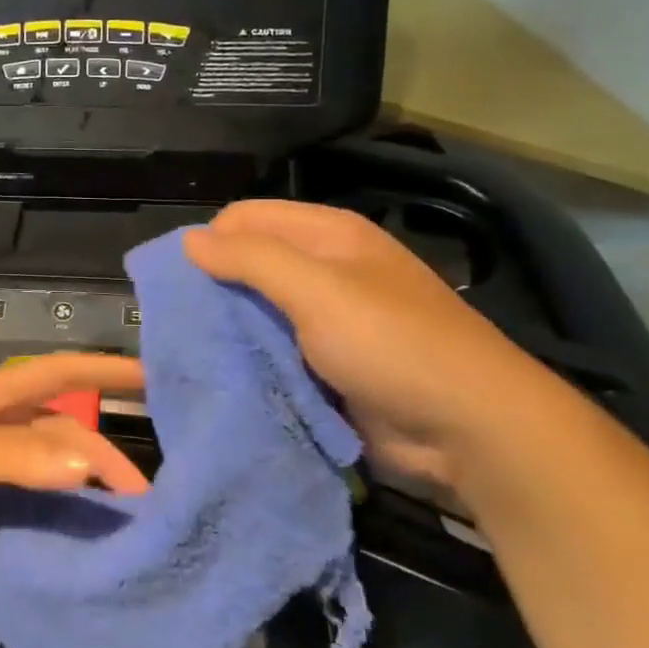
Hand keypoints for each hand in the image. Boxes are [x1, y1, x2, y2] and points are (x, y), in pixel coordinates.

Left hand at [0, 353, 149, 547]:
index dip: (108, 369)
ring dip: (72, 483)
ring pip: (36, 465)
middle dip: (99, 450)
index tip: (159, 378)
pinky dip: (37, 510)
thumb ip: (13, 458)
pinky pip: (10, 497)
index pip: (62, 371)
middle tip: (145, 492)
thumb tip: (90, 466)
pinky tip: (60, 536)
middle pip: (57, 427)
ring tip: (115, 520)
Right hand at [184, 200, 563, 496]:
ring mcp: (328, 321)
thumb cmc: (392, 343)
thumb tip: (189, 240)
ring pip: (258, 313)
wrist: (469, 429)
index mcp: (328, 235)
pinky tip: (225, 376)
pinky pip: (274, 352)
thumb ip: (251, 259)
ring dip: (230, 330)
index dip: (210, 242)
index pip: (245, 218)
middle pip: (250, 264)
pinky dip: (250, 361)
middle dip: (214, 289)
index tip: (179, 284)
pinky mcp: (327, 365)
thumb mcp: (317, 290)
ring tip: (194, 353)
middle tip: (181, 324)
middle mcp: (326, 270)